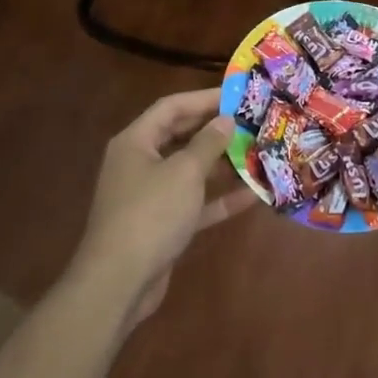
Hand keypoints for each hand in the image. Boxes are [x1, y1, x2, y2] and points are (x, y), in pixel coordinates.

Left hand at [68, 89, 257, 329]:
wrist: (119, 283)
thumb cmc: (151, 214)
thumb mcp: (184, 172)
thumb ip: (208, 143)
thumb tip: (225, 120)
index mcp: (136, 141)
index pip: (172, 107)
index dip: (204, 98)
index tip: (237, 94)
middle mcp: (140, 163)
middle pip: (181, 136)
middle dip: (216, 131)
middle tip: (252, 122)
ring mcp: (150, 195)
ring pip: (190, 171)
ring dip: (222, 165)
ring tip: (259, 153)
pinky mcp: (162, 224)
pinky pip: (194, 203)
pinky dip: (219, 199)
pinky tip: (253, 195)